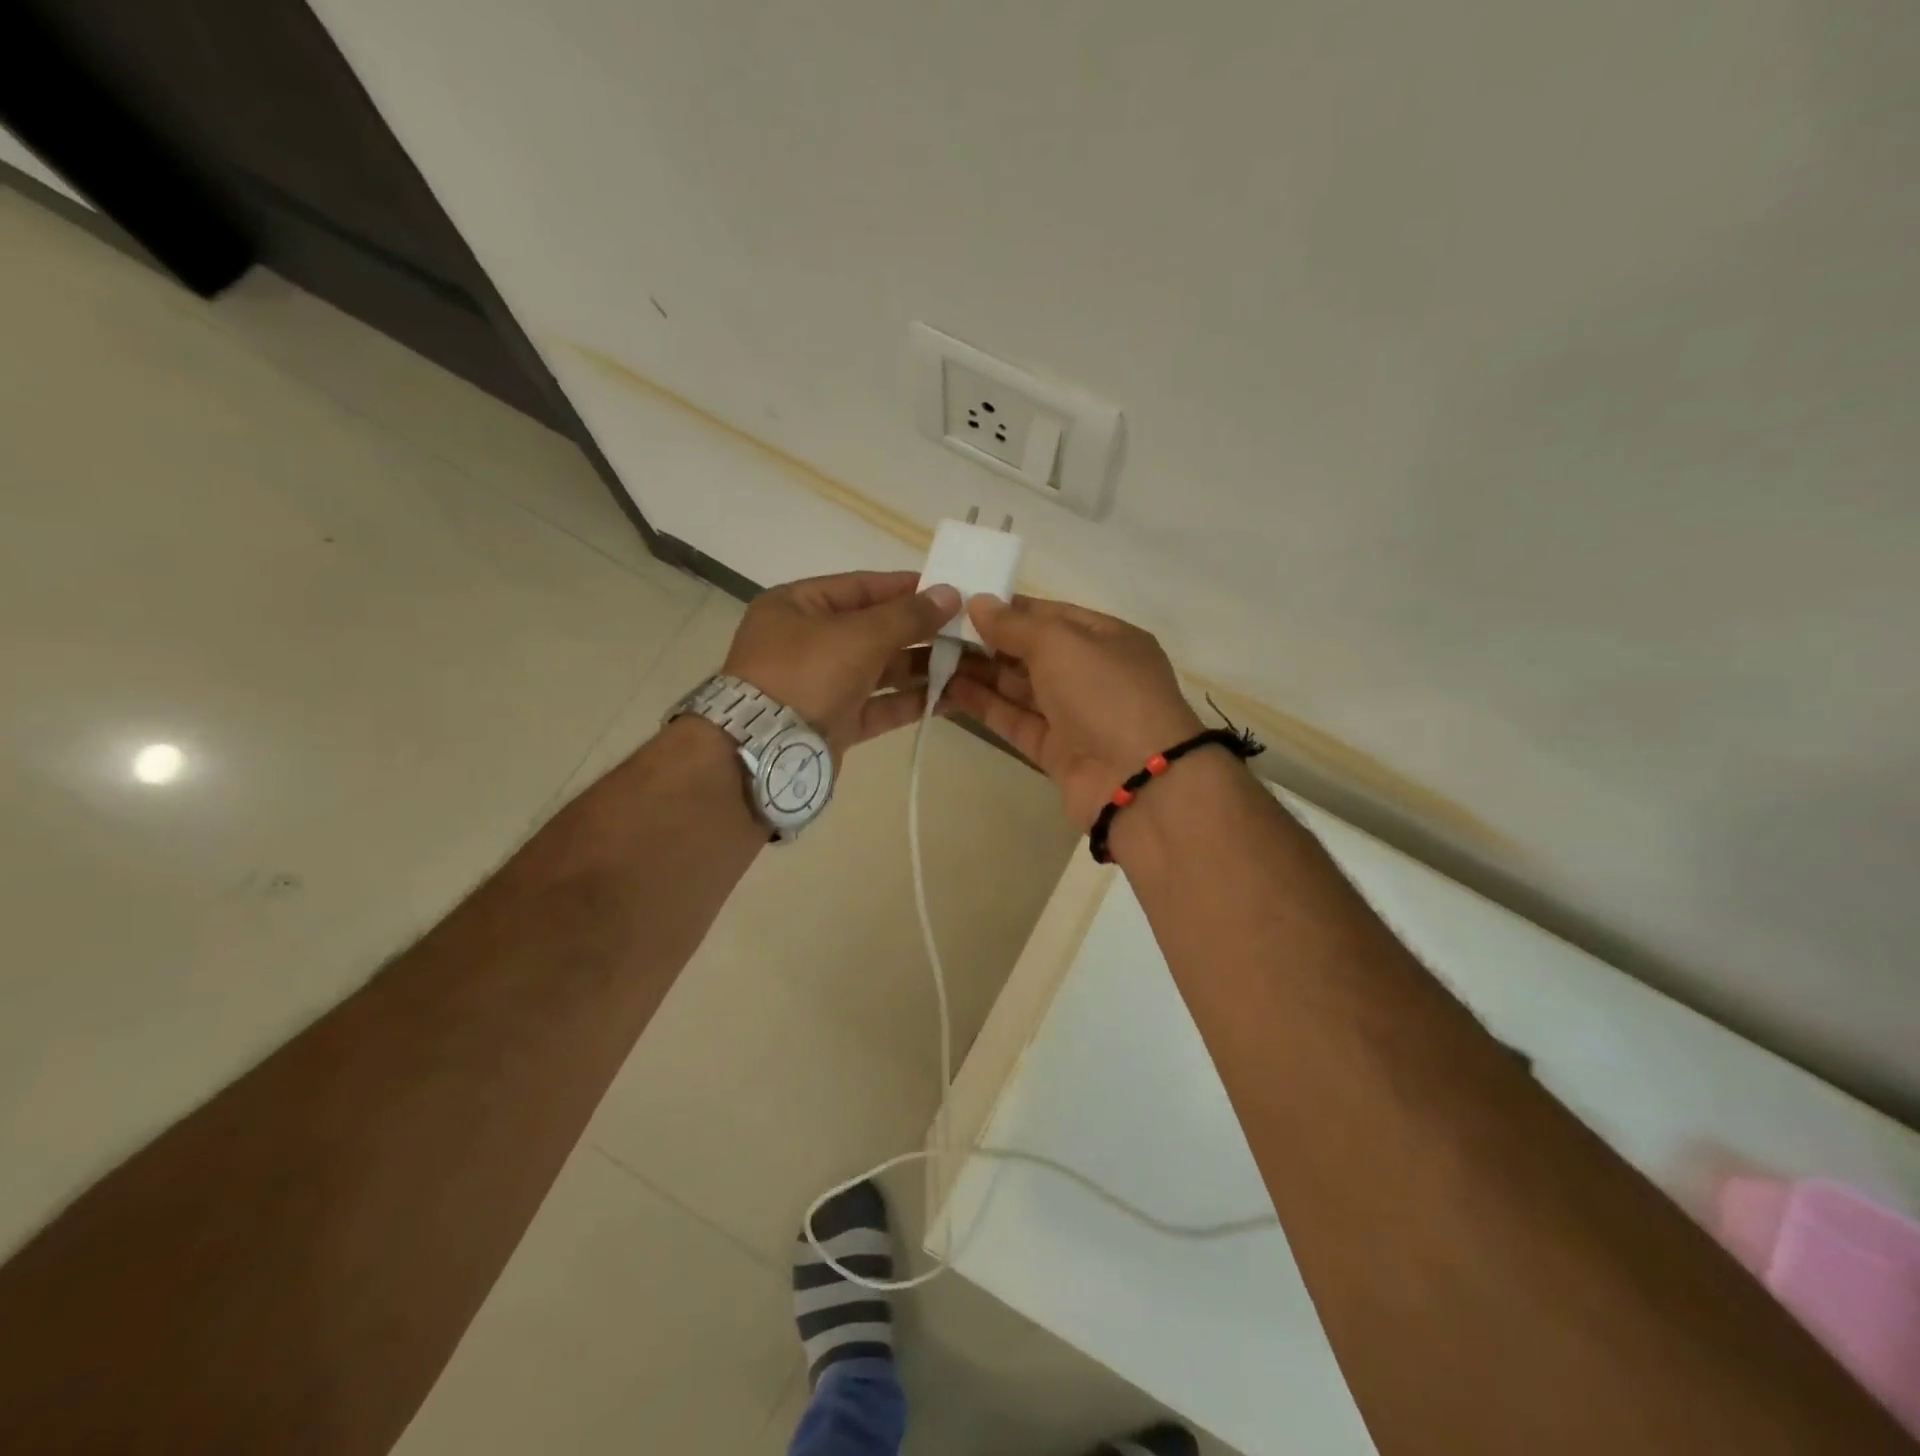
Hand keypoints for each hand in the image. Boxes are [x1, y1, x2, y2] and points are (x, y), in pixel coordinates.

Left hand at [723, 570, 961, 755]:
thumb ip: (908, 615)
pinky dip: (910, 701)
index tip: (950, 591)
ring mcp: (820, 684)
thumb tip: (951, 593)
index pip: (862, 586)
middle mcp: (807, 641)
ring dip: (922, 667)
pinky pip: (879, 705)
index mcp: (799, 605)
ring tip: (969, 664)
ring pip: (880, 670)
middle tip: (968, 631)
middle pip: (874, 629)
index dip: (908, 588)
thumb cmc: (807, 673)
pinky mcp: (834, 722)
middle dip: (921, 631)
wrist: (763, 751)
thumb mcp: (860, 635)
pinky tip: (950, 699)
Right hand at [943, 595, 1205, 827]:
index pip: (1052, 615)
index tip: (964, 604)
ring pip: (1020, 688)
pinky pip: (1016, 721)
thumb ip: (1015, 625)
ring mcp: (1075, 715)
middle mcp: (1093, 674)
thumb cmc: (1106, 694)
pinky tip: (949, 691)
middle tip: (938, 632)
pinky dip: (985, 706)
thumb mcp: (1061, 644)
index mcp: (1108, 639)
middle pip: (1033, 652)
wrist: (1138, 781)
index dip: (1009, 609)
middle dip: (988, 642)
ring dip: (980, 673)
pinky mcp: (1056, 751)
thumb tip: (977, 603)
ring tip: (933, 658)